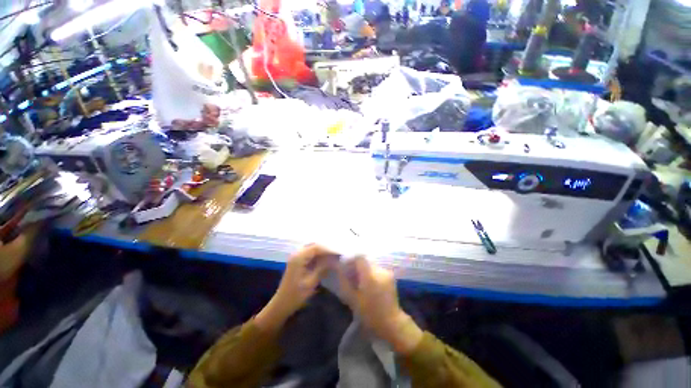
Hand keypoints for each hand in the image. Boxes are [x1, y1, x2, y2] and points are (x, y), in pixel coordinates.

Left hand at [255, 244, 336, 332]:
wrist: (281, 305)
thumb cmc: (296, 295)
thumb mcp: (311, 282)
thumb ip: (322, 268)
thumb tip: (333, 259)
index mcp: (299, 257)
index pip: (316, 247)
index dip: (328, 248)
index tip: (338, 252)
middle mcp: (297, 254)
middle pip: (314, 246)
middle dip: (326, 248)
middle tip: (337, 253)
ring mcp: (296, 257)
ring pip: (312, 249)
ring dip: (322, 251)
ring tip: (333, 255)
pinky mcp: (297, 262)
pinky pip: (309, 254)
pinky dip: (318, 255)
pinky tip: (325, 260)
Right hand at [337, 257, 423, 354]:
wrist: (391, 323)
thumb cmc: (370, 313)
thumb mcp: (352, 299)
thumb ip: (344, 281)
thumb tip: (339, 268)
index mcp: (370, 275)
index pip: (360, 257)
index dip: (351, 259)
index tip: (346, 266)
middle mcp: (379, 270)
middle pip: (365, 259)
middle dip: (357, 265)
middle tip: (351, 275)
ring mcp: (386, 272)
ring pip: (371, 264)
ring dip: (364, 269)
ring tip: (359, 280)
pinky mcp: (390, 275)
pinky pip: (377, 269)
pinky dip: (370, 272)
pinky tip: (368, 283)